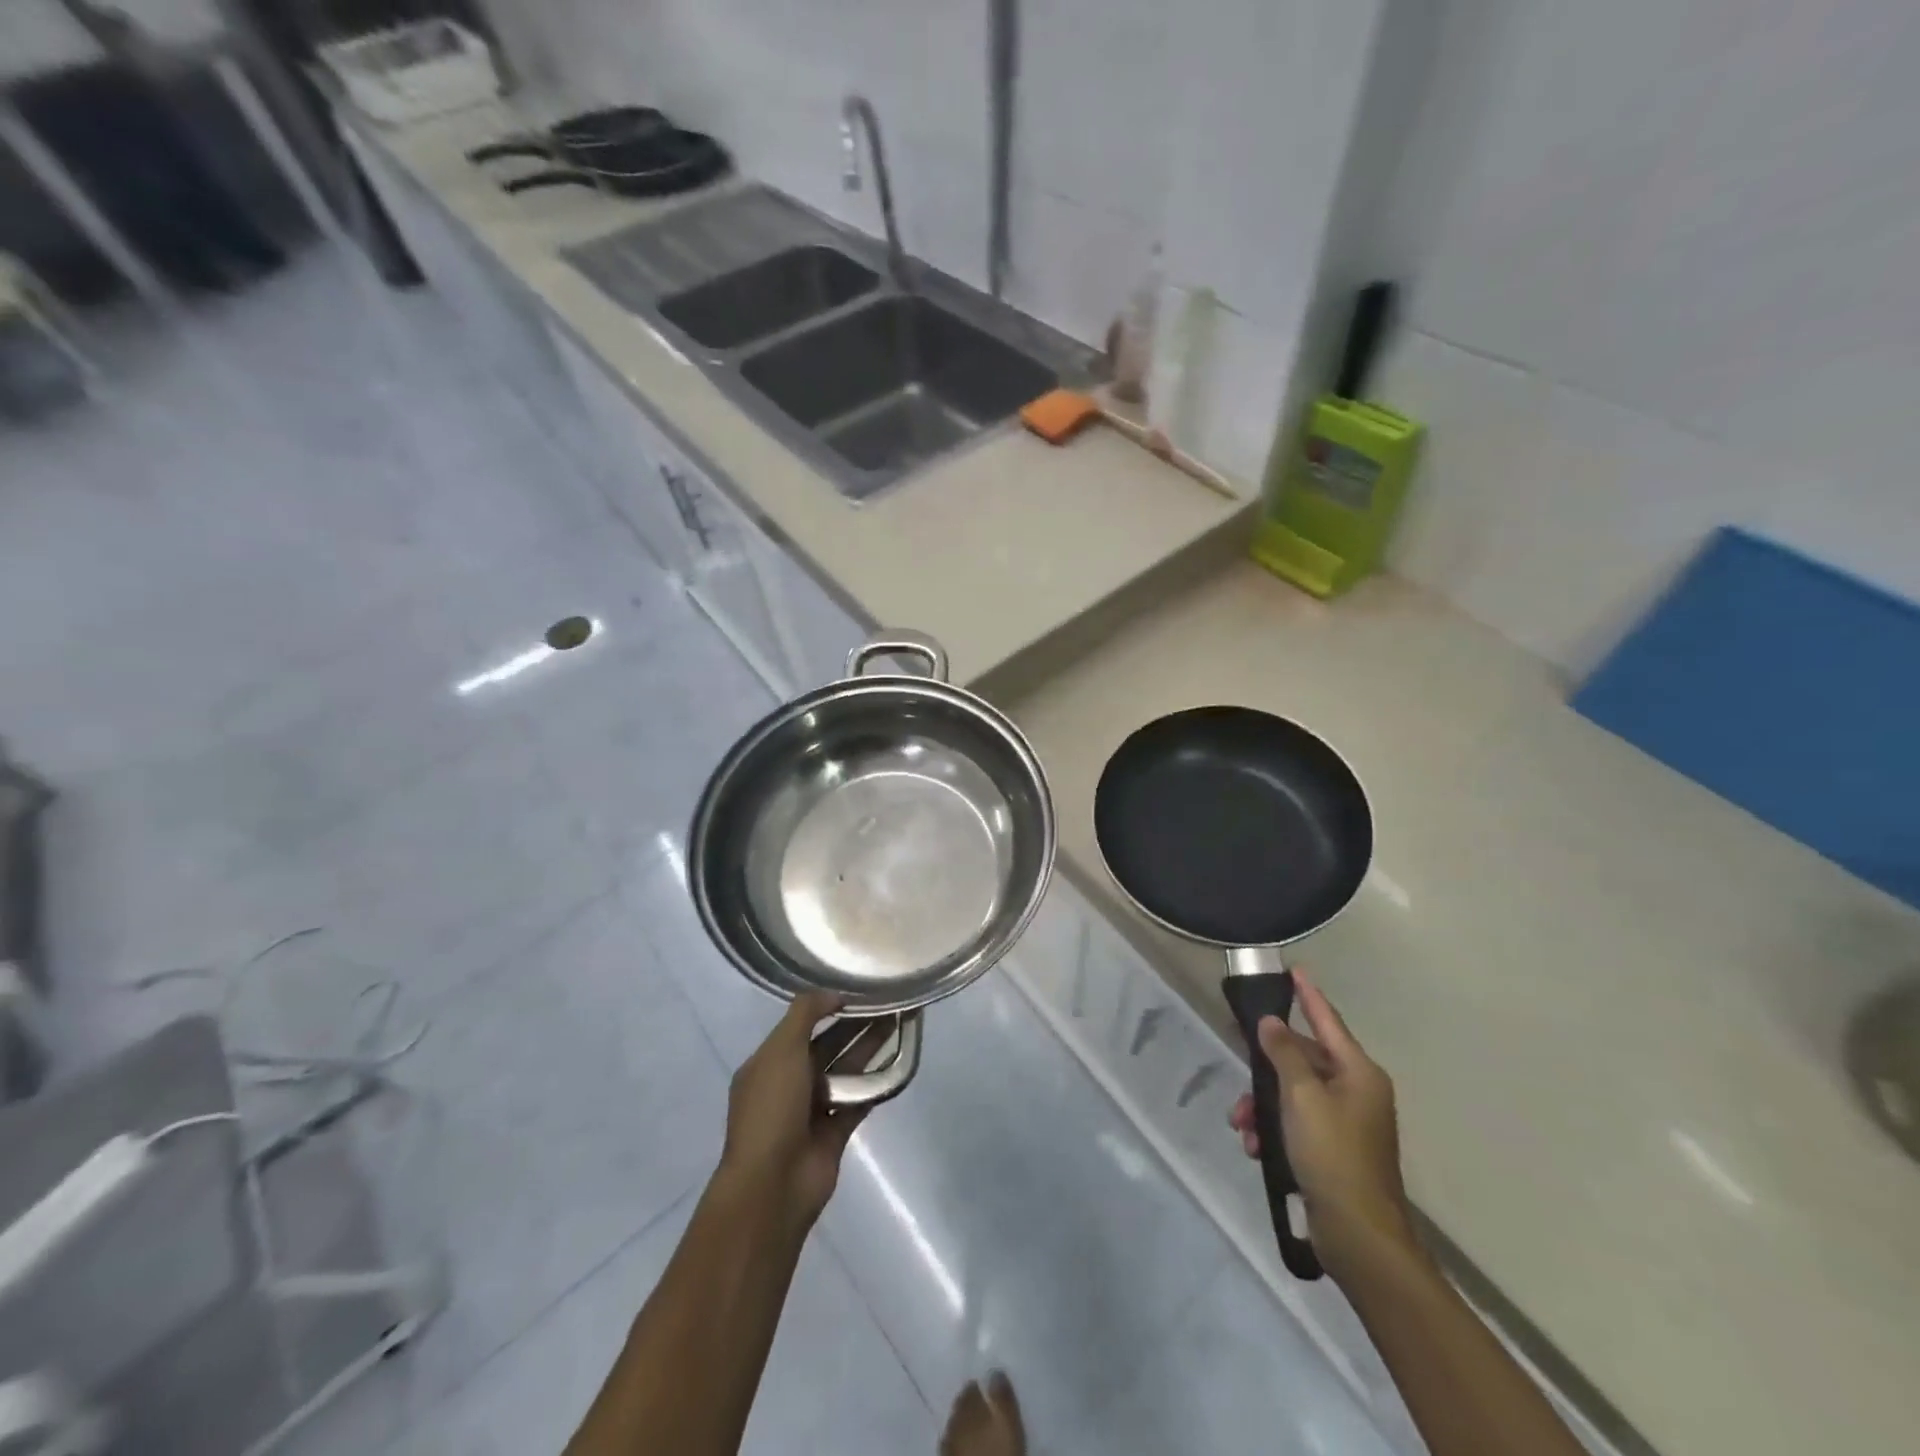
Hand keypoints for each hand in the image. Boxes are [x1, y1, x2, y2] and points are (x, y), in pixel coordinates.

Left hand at [719, 992, 876, 1232]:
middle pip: (828, 1045)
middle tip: (889, 1003)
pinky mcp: (835, 1131)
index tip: (859, 989)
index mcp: (769, 1063)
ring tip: (900, 1023)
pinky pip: (859, 1100)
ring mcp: (813, 1109)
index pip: (801, 1026)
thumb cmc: (772, 1110)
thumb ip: (806, 1014)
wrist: (773, 1185)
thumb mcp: (781, 1050)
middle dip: (856, 1024)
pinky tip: (899, 1061)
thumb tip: (834, 993)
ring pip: (846, 1070)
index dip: (828, 1007)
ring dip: (869, 1048)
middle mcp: (790, 1083)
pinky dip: (876, 1083)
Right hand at [1228, 969, 1420, 1282]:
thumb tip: (1272, 1023)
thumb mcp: (1301, 1097)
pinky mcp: (1333, 1151)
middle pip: (1304, 1060)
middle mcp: (1357, 1092)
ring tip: (1241, 1123)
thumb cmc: (1332, 1155)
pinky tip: (1253, 1146)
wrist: (1359, 1237)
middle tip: (1238, 1056)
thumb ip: (1284, 1054)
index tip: (1294, 971)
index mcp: (1359, 1074)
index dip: (1309, 996)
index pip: (1328, 1021)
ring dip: (1263, 1103)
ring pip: (1294, 1094)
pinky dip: (1273, 1129)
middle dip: (1267, 1066)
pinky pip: (1296, 1123)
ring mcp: (1347, 1124)